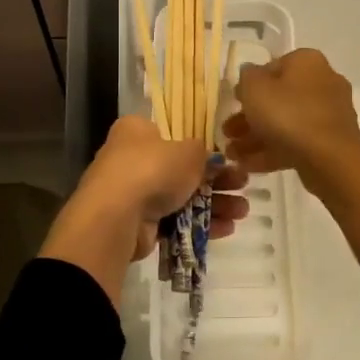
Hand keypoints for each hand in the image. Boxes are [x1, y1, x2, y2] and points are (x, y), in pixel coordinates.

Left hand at [41, 116, 249, 303]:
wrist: (116, 216)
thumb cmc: (152, 169)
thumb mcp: (189, 152)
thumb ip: (204, 153)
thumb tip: (210, 159)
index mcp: (137, 131)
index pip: (174, 134)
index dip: (203, 146)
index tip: (228, 158)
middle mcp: (132, 158)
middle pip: (182, 168)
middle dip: (217, 180)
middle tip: (243, 185)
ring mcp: (133, 193)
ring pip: (182, 197)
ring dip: (215, 204)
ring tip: (243, 212)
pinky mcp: (138, 223)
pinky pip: (175, 221)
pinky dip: (199, 223)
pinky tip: (227, 229)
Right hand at [223, 49, 359, 185]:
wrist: (329, 158)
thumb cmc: (288, 114)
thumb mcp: (254, 88)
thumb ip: (246, 77)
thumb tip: (249, 75)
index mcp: (307, 62)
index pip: (273, 66)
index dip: (250, 84)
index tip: (234, 102)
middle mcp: (323, 82)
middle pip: (278, 98)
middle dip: (249, 117)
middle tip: (227, 132)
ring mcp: (329, 114)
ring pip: (285, 123)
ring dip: (256, 137)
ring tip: (232, 154)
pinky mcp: (330, 142)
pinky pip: (296, 142)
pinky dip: (273, 151)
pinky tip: (248, 166)